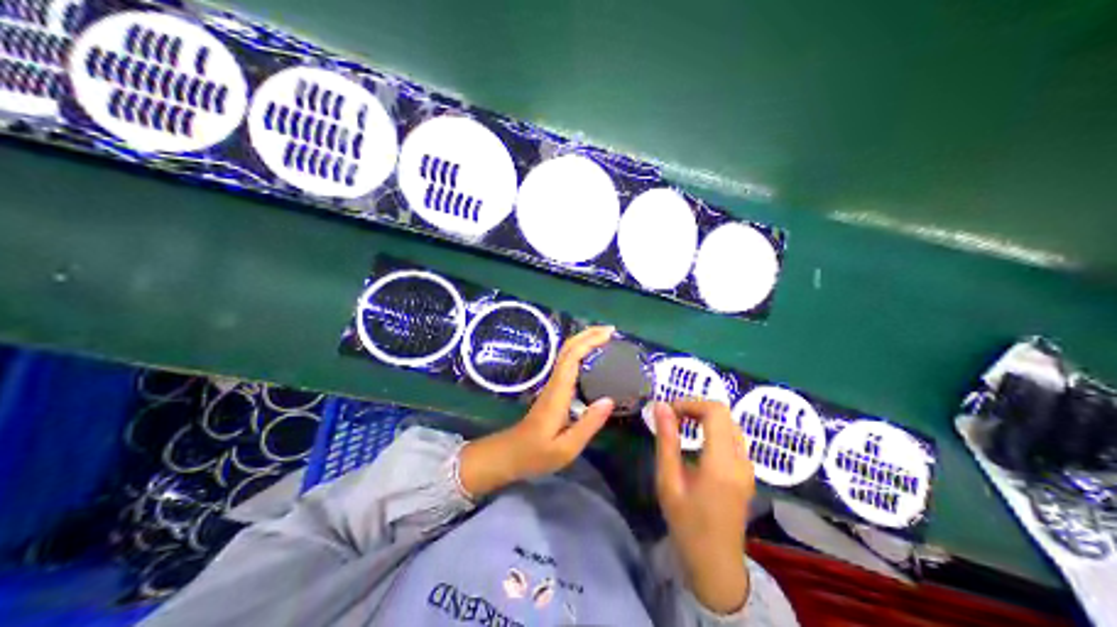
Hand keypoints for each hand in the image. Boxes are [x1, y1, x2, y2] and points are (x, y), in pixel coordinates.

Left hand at [455, 328, 618, 499]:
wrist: (509, 456)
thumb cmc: (536, 454)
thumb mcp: (566, 448)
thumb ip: (588, 424)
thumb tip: (609, 400)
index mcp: (558, 394)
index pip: (572, 358)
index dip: (589, 342)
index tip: (609, 335)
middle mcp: (554, 384)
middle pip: (568, 349)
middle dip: (588, 335)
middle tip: (612, 331)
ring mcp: (552, 387)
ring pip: (566, 355)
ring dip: (584, 342)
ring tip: (606, 340)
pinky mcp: (553, 392)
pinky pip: (568, 365)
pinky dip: (581, 354)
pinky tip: (594, 359)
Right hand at [656, 403, 753, 612]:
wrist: (716, 565)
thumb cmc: (687, 526)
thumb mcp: (668, 483)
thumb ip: (667, 442)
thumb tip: (661, 407)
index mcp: (722, 462)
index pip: (715, 411)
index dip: (690, 403)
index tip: (667, 411)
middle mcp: (741, 460)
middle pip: (725, 415)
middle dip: (697, 409)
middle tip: (671, 418)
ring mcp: (749, 468)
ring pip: (731, 426)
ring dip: (707, 420)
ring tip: (681, 428)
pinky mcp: (748, 474)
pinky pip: (734, 441)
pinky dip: (716, 433)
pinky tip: (697, 446)